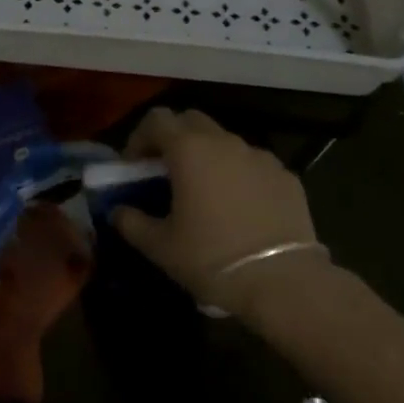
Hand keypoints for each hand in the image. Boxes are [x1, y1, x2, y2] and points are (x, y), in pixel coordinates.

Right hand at [113, 107, 329, 316]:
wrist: (284, 283)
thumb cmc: (212, 259)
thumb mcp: (161, 247)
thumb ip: (132, 222)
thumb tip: (117, 211)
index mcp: (189, 149)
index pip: (156, 120)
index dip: (140, 138)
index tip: (135, 167)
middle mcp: (224, 141)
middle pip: (191, 121)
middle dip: (174, 139)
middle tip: (167, 173)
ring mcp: (259, 156)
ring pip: (224, 141)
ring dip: (208, 156)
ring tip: (205, 193)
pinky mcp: (286, 176)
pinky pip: (253, 164)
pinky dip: (239, 175)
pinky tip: (240, 208)